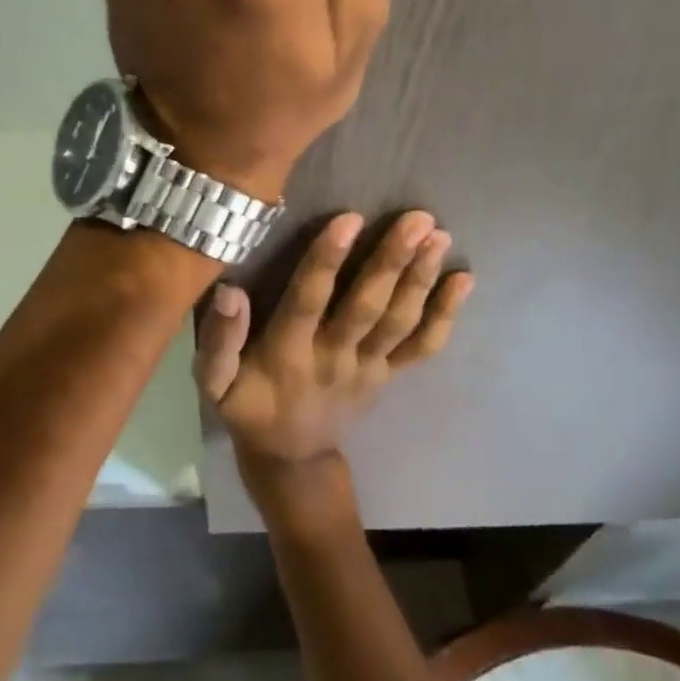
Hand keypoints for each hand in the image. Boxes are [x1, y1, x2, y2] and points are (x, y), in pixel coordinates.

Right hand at [194, 211, 472, 479]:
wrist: (292, 460)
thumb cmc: (248, 407)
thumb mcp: (215, 383)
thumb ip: (219, 340)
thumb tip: (229, 291)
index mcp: (287, 353)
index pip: (308, 300)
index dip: (327, 260)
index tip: (350, 219)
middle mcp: (333, 356)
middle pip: (366, 306)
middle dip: (392, 261)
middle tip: (418, 219)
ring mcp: (368, 367)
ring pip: (399, 322)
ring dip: (420, 278)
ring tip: (439, 237)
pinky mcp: (388, 375)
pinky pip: (421, 348)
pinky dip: (445, 315)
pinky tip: (464, 281)